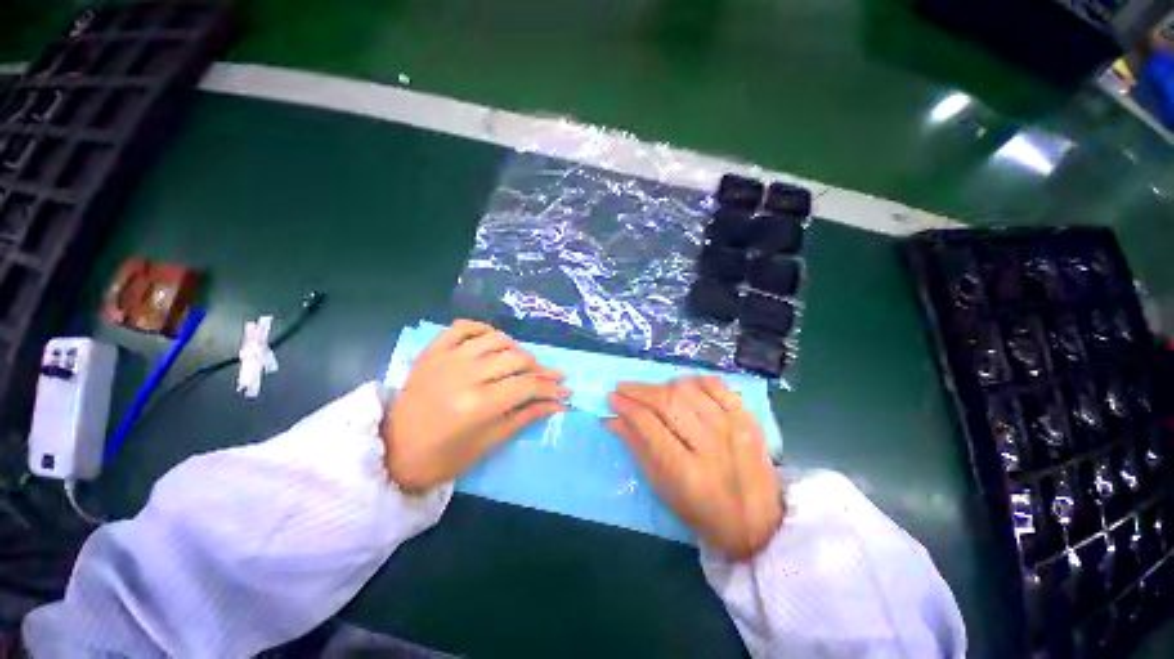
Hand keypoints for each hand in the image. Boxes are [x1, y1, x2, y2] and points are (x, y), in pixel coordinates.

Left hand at [382, 320, 568, 491]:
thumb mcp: (490, 442)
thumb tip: (559, 404)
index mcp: (477, 404)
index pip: (527, 386)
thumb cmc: (444, 458)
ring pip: (495, 339)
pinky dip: (482, 329)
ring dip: (516, 349)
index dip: (551, 387)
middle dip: (540, 368)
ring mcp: (446, 358)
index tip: (567, 389)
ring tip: (522, 363)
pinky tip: (492, 341)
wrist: (393, 453)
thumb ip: (527, 416)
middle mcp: (464, 374)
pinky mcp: (432, 352)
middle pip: (516, 359)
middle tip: (548, 378)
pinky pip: (463, 327)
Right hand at [607, 377, 782, 560]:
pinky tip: (682, 386)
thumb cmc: (700, 510)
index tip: (612, 398)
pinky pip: (717, 386)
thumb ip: (636, 447)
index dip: (626, 406)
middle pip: (668, 402)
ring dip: (662, 385)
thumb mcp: (662, 487)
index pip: (648, 424)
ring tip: (650, 391)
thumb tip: (611, 418)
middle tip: (623, 387)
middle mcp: (710, 444)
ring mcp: (733, 428)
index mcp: (685, 471)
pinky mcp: (747, 418)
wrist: (757, 522)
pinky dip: (696, 381)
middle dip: (639, 391)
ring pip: (689, 389)